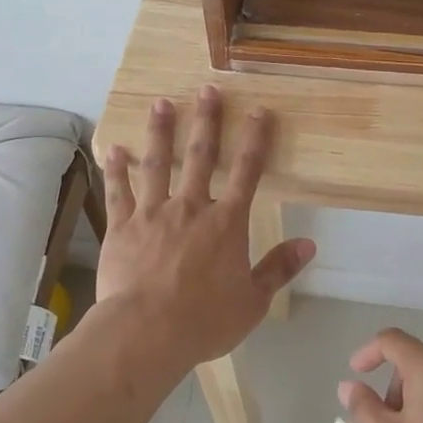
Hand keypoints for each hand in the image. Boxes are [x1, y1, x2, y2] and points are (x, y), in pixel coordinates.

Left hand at [95, 86, 315, 376]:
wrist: (146, 332)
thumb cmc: (204, 320)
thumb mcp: (253, 301)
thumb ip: (278, 269)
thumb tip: (308, 245)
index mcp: (226, 223)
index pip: (247, 172)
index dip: (256, 140)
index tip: (260, 112)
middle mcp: (191, 207)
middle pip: (200, 156)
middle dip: (206, 121)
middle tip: (207, 90)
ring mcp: (153, 213)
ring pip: (157, 164)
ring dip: (161, 132)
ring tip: (161, 104)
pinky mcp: (122, 227)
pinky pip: (118, 192)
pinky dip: (116, 169)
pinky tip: (113, 148)